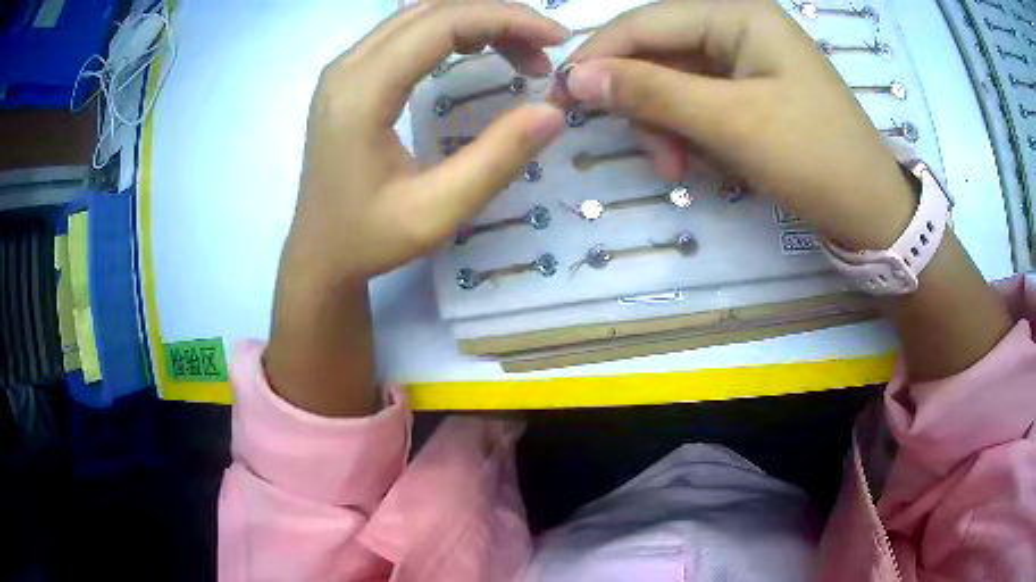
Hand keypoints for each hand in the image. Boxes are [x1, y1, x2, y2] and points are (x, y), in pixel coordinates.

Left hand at [265, 2, 567, 415]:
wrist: (318, 255)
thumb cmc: (368, 240)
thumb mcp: (436, 213)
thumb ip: (496, 159)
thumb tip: (553, 111)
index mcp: (361, 93)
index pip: (441, 23)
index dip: (505, 19)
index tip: (556, 39)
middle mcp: (346, 67)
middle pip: (431, 10)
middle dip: (497, 17)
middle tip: (544, 48)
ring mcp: (343, 69)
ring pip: (419, 16)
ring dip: (475, 22)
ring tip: (521, 53)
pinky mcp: (349, 78)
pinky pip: (405, 34)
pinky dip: (451, 32)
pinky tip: (479, 51)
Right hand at [563, 0, 1010, 380]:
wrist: (872, 212)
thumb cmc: (815, 159)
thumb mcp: (732, 123)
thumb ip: (653, 93)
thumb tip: (577, 78)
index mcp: (738, 14)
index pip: (647, 22)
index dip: (600, 56)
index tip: (561, 97)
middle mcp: (738, 27)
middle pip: (660, 53)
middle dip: (644, 102)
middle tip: (649, 154)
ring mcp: (746, 61)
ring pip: (676, 82)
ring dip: (666, 125)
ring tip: (678, 169)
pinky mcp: (751, 92)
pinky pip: (700, 103)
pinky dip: (690, 133)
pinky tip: (700, 162)